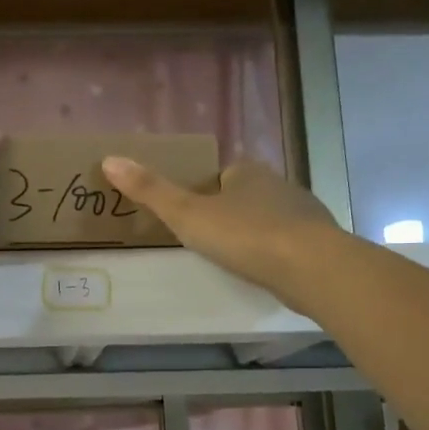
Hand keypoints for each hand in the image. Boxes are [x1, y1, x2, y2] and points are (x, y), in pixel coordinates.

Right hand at [101, 155, 340, 306]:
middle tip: (209, 240)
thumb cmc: (244, 235)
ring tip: (236, 258)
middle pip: (247, 195)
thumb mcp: (187, 214)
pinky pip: (290, 242)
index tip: (193, 215)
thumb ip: (151, 191)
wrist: (310, 267)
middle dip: (231, 212)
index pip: (222, 174)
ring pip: (271, 218)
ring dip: (255, 232)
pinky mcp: (319, 242)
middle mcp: (278, 185)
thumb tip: (110, 159)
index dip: (206, 192)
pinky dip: (277, 252)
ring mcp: (303, 213)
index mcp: (247, 172)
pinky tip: (266, 270)